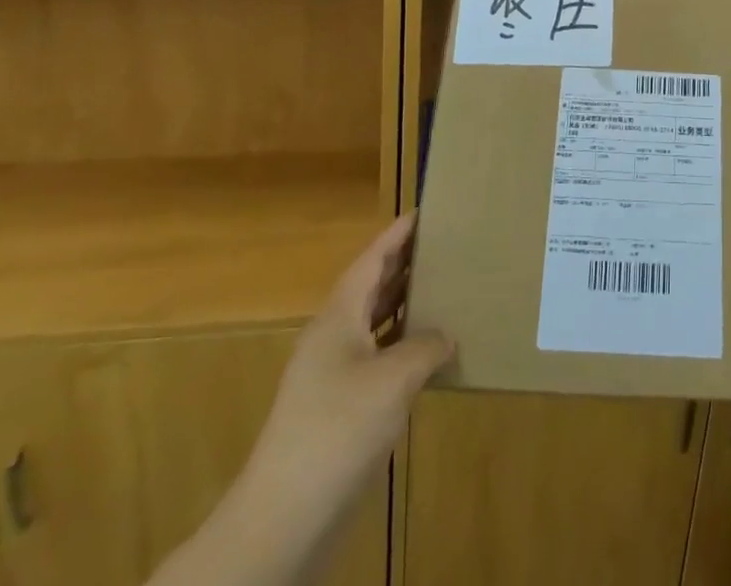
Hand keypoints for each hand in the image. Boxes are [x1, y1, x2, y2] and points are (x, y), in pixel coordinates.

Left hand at [245, 211, 453, 511]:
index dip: (396, 236)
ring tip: (444, 289)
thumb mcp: (393, 380)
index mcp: (338, 317)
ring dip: (405, 306)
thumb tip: (445, 335)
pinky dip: (403, 347)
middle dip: (404, 266)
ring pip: (375, 325)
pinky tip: (429, 355)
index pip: (371, 261)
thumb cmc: (337, 428)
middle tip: (444, 245)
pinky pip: (378, 359)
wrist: (284, 517)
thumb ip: (425, 346)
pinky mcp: (339, 409)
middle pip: (372, 288)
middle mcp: (333, 338)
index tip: (423, 212)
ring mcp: (333, 376)